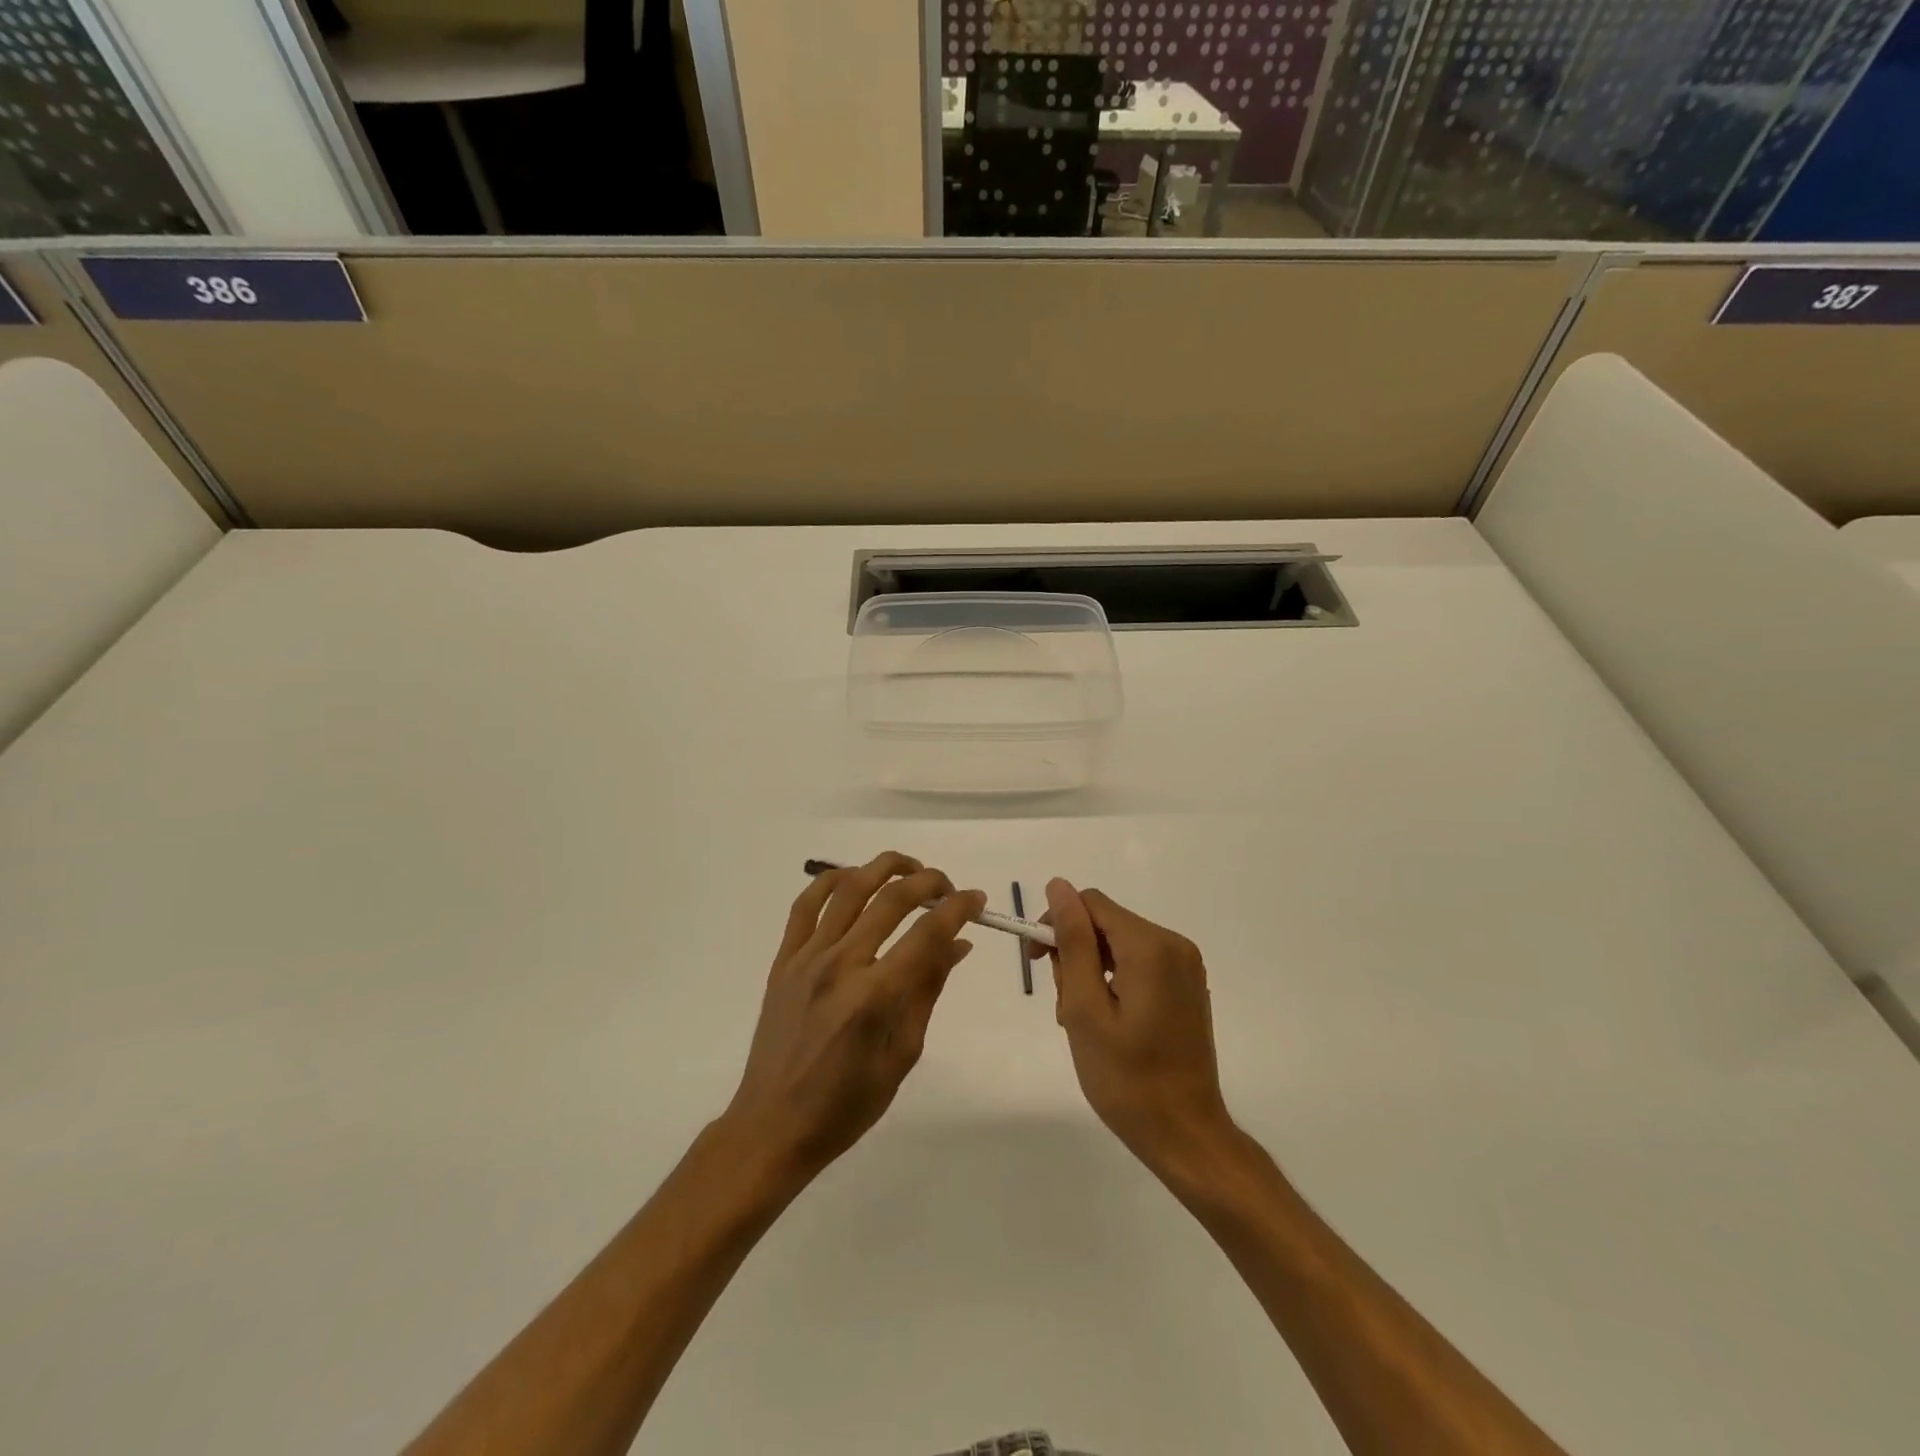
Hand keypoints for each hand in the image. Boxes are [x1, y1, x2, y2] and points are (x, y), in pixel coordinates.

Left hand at [721, 852, 985, 1184]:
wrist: (773, 1125)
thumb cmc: (846, 1105)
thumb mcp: (902, 1055)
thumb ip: (928, 991)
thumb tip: (957, 944)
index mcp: (874, 997)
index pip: (927, 934)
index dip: (958, 909)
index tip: (976, 899)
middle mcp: (840, 965)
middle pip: (891, 900)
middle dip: (928, 882)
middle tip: (948, 888)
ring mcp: (807, 958)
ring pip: (849, 889)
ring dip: (884, 868)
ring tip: (909, 870)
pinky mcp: (783, 960)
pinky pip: (805, 905)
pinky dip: (830, 880)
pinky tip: (852, 878)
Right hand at [1045, 878, 1236, 1180]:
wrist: (1186, 1136)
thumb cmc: (1126, 1079)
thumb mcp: (1085, 1009)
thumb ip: (1072, 942)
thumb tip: (1058, 886)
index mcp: (1150, 946)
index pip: (1090, 903)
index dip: (1056, 924)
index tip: (1036, 963)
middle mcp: (1174, 945)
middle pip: (1105, 924)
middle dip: (1075, 954)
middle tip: (1065, 1008)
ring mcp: (1186, 967)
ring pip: (1119, 945)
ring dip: (1091, 972)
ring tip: (1084, 1023)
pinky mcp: (1187, 987)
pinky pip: (1139, 964)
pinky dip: (1114, 982)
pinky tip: (1109, 1024)